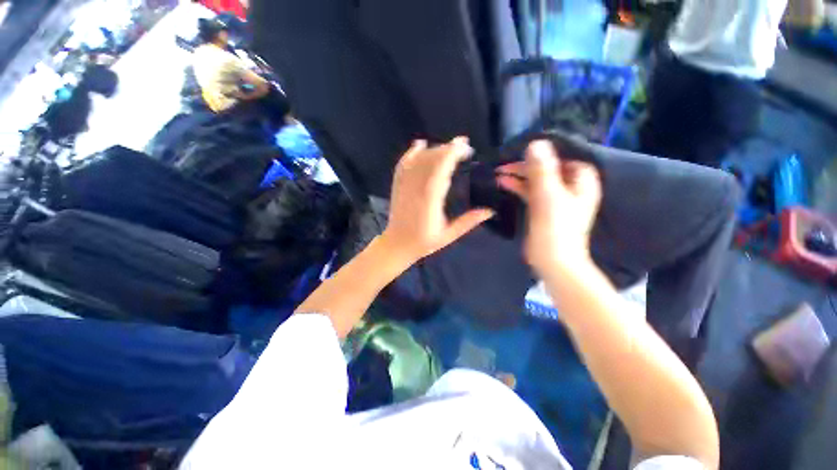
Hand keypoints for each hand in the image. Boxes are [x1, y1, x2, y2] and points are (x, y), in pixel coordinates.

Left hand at [381, 138, 493, 262]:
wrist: (397, 245)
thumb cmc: (424, 242)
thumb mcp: (449, 235)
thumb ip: (469, 221)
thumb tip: (490, 211)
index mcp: (430, 200)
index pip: (441, 168)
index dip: (453, 153)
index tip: (467, 148)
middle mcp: (415, 188)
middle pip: (430, 159)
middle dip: (448, 148)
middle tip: (464, 148)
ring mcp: (404, 186)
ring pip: (418, 159)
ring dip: (434, 149)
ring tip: (448, 148)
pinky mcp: (397, 186)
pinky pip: (403, 164)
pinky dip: (411, 153)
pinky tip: (420, 144)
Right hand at [496, 140, 601, 276]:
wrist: (553, 259)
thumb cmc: (554, 226)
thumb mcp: (548, 194)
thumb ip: (542, 168)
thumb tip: (535, 143)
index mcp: (581, 180)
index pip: (562, 157)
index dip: (542, 154)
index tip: (521, 153)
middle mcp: (571, 186)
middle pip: (547, 169)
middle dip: (526, 166)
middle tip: (505, 164)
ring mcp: (557, 198)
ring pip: (537, 180)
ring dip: (520, 176)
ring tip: (499, 173)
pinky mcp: (544, 209)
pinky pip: (532, 192)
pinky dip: (519, 187)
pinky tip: (504, 184)